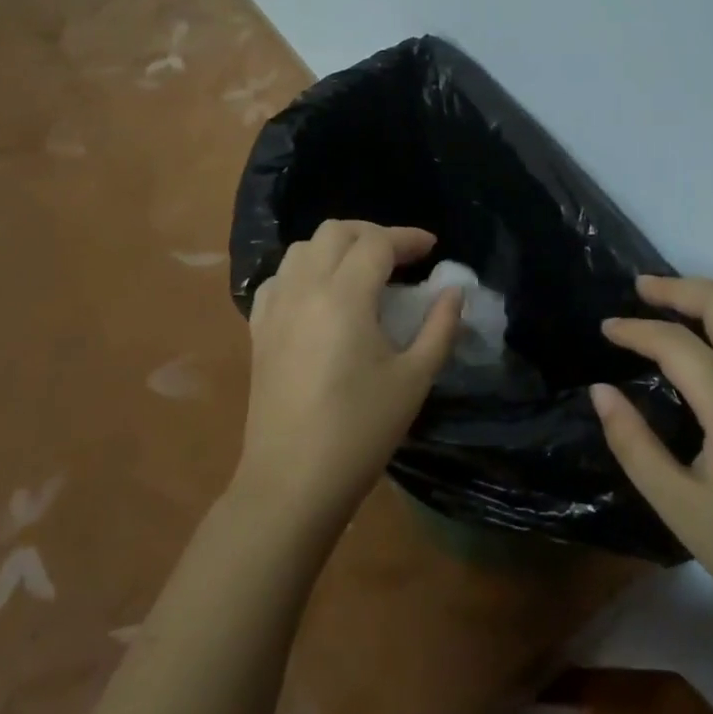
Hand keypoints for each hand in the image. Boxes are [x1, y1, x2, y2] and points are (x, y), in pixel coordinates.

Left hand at [239, 220, 461, 523]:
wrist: (292, 481)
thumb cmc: (360, 431)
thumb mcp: (414, 379)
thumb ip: (440, 327)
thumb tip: (454, 291)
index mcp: (344, 296)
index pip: (377, 243)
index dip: (408, 238)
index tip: (433, 248)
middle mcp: (304, 288)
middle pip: (336, 231)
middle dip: (373, 234)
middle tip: (401, 258)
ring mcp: (275, 307)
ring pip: (303, 248)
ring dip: (337, 247)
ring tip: (364, 271)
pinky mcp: (259, 329)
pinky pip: (280, 277)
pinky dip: (305, 270)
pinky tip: (321, 295)